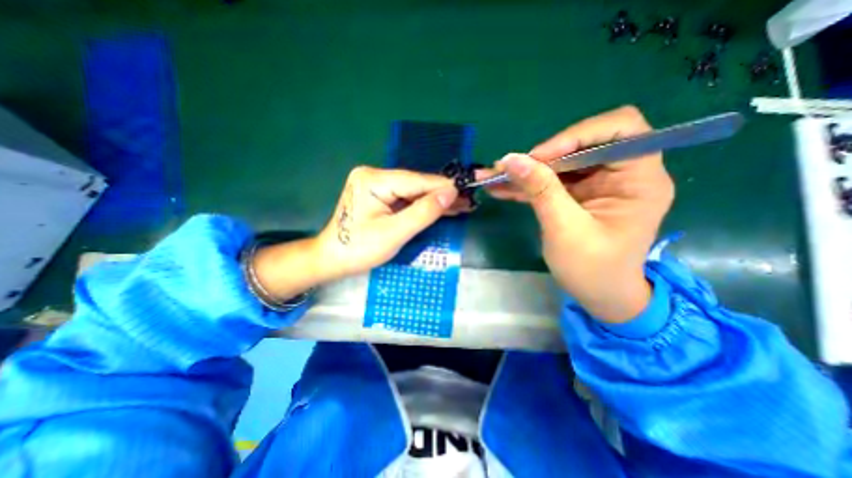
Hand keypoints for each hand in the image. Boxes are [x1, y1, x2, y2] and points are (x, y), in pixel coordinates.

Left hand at [315, 167, 465, 276]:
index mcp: (373, 180)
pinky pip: (406, 198)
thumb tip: (450, 193)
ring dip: (435, 201)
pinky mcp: (378, 195)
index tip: (467, 192)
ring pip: (413, 192)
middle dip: (441, 195)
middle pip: (416, 185)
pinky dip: (423, 206)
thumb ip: (423, 212)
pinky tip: (441, 208)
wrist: (332, 260)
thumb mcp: (394, 233)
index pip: (417, 181)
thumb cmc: (359, 249)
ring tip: (460, 206)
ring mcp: (375, 184)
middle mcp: (374, 175)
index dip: (443, 188)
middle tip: (467, 202)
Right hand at [482, 104, 676, 323]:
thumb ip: (540, 190)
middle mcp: (622, 173)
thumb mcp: (565, 229)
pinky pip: (552, 180)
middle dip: (542, 156)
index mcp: (639, 178)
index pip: (619, 128)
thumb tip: (510, 160)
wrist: (599, 296)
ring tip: (494, 177)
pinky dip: (527, 183)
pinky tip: (502, 188)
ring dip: (527, 170)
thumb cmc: (592, 269)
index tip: (540, 157)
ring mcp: (598, 183)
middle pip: (581, 144)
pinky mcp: (579, 194)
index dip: (576, 135)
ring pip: (560, 162)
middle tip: (509, 169)